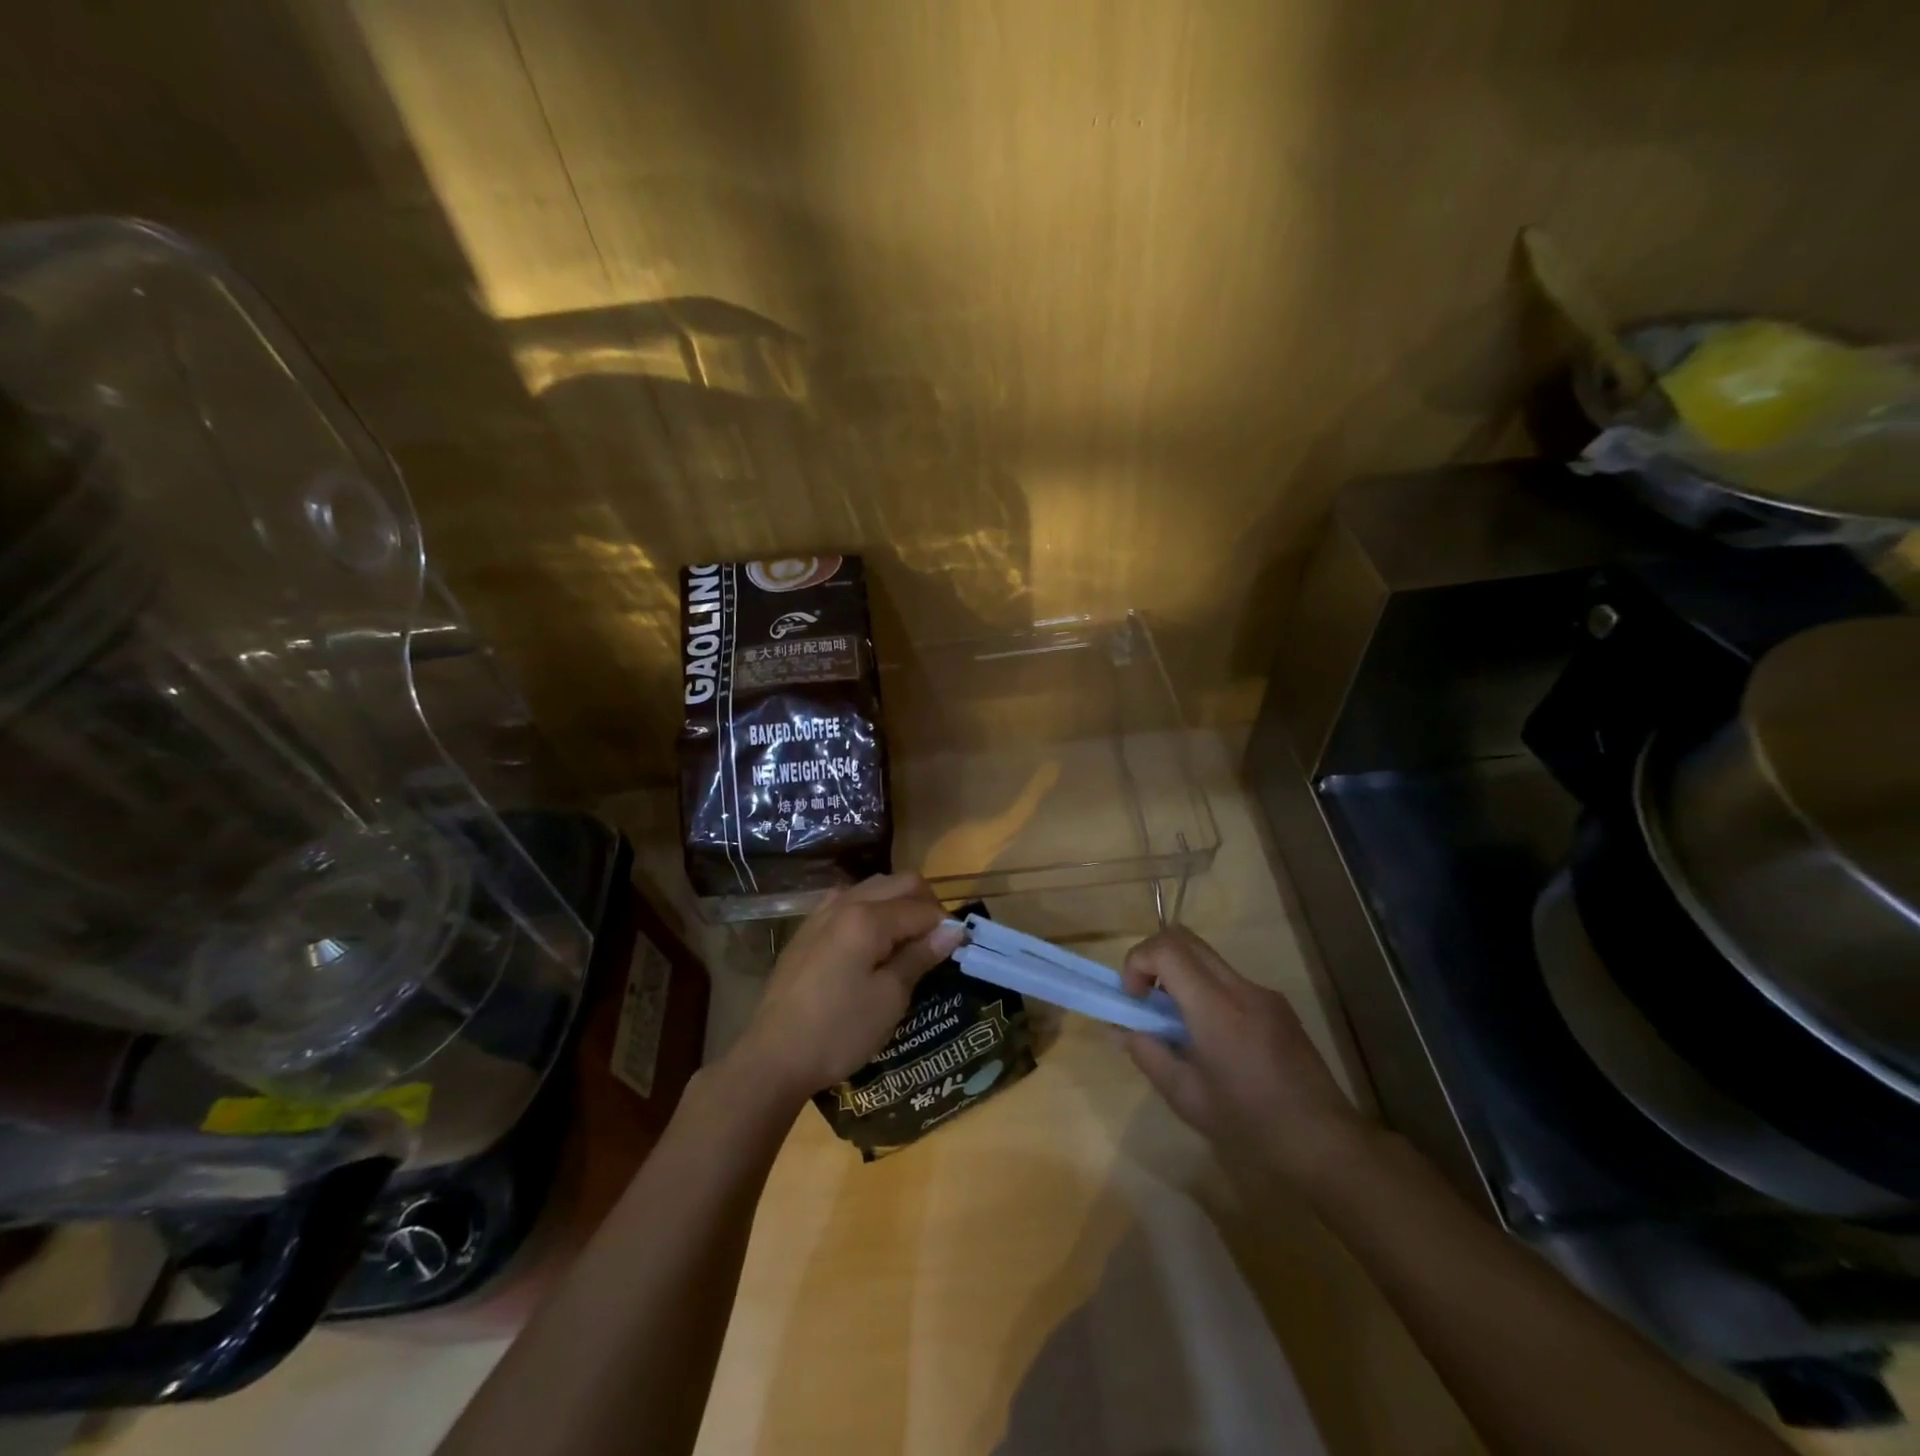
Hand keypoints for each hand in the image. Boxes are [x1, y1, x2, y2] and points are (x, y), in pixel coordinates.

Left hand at [728, 873, 964, 1102]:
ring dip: (898, 903)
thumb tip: (953, 930)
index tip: (959, 949)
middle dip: (926, 904)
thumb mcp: (889, 998)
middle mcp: (845, 902)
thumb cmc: (839, 1031)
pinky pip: (848, 901)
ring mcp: (822, 913)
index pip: (922, 908)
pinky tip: (872, 941)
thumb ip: (919, 956)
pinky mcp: (808, 929)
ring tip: (907, 941)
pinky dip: (870, 910)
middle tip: (937, 942)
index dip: (946, 925)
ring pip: (873, 887)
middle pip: (899, 883)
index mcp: (868, 918)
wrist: (773, 1056)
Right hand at [1122, 928, 1365, 1186]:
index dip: (1137, 962)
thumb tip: (1122, 1028)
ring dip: (1180, 975)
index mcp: (1215, 1008)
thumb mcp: (1186, 1097)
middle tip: (1146, 998)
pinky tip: (1214, 1041)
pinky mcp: (1278, 1006)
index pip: (1166, 949)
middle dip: (1154, 959)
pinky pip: (1229, 981)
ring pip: (1208, 958)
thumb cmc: (1249, 1125)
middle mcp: (1240, 988)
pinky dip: (1205, 991)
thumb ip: (1148, 1053)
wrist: (1325, 1144)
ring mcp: (1264, 994)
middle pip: (1186, 939)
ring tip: (1178, 1025)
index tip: (1133, 998)